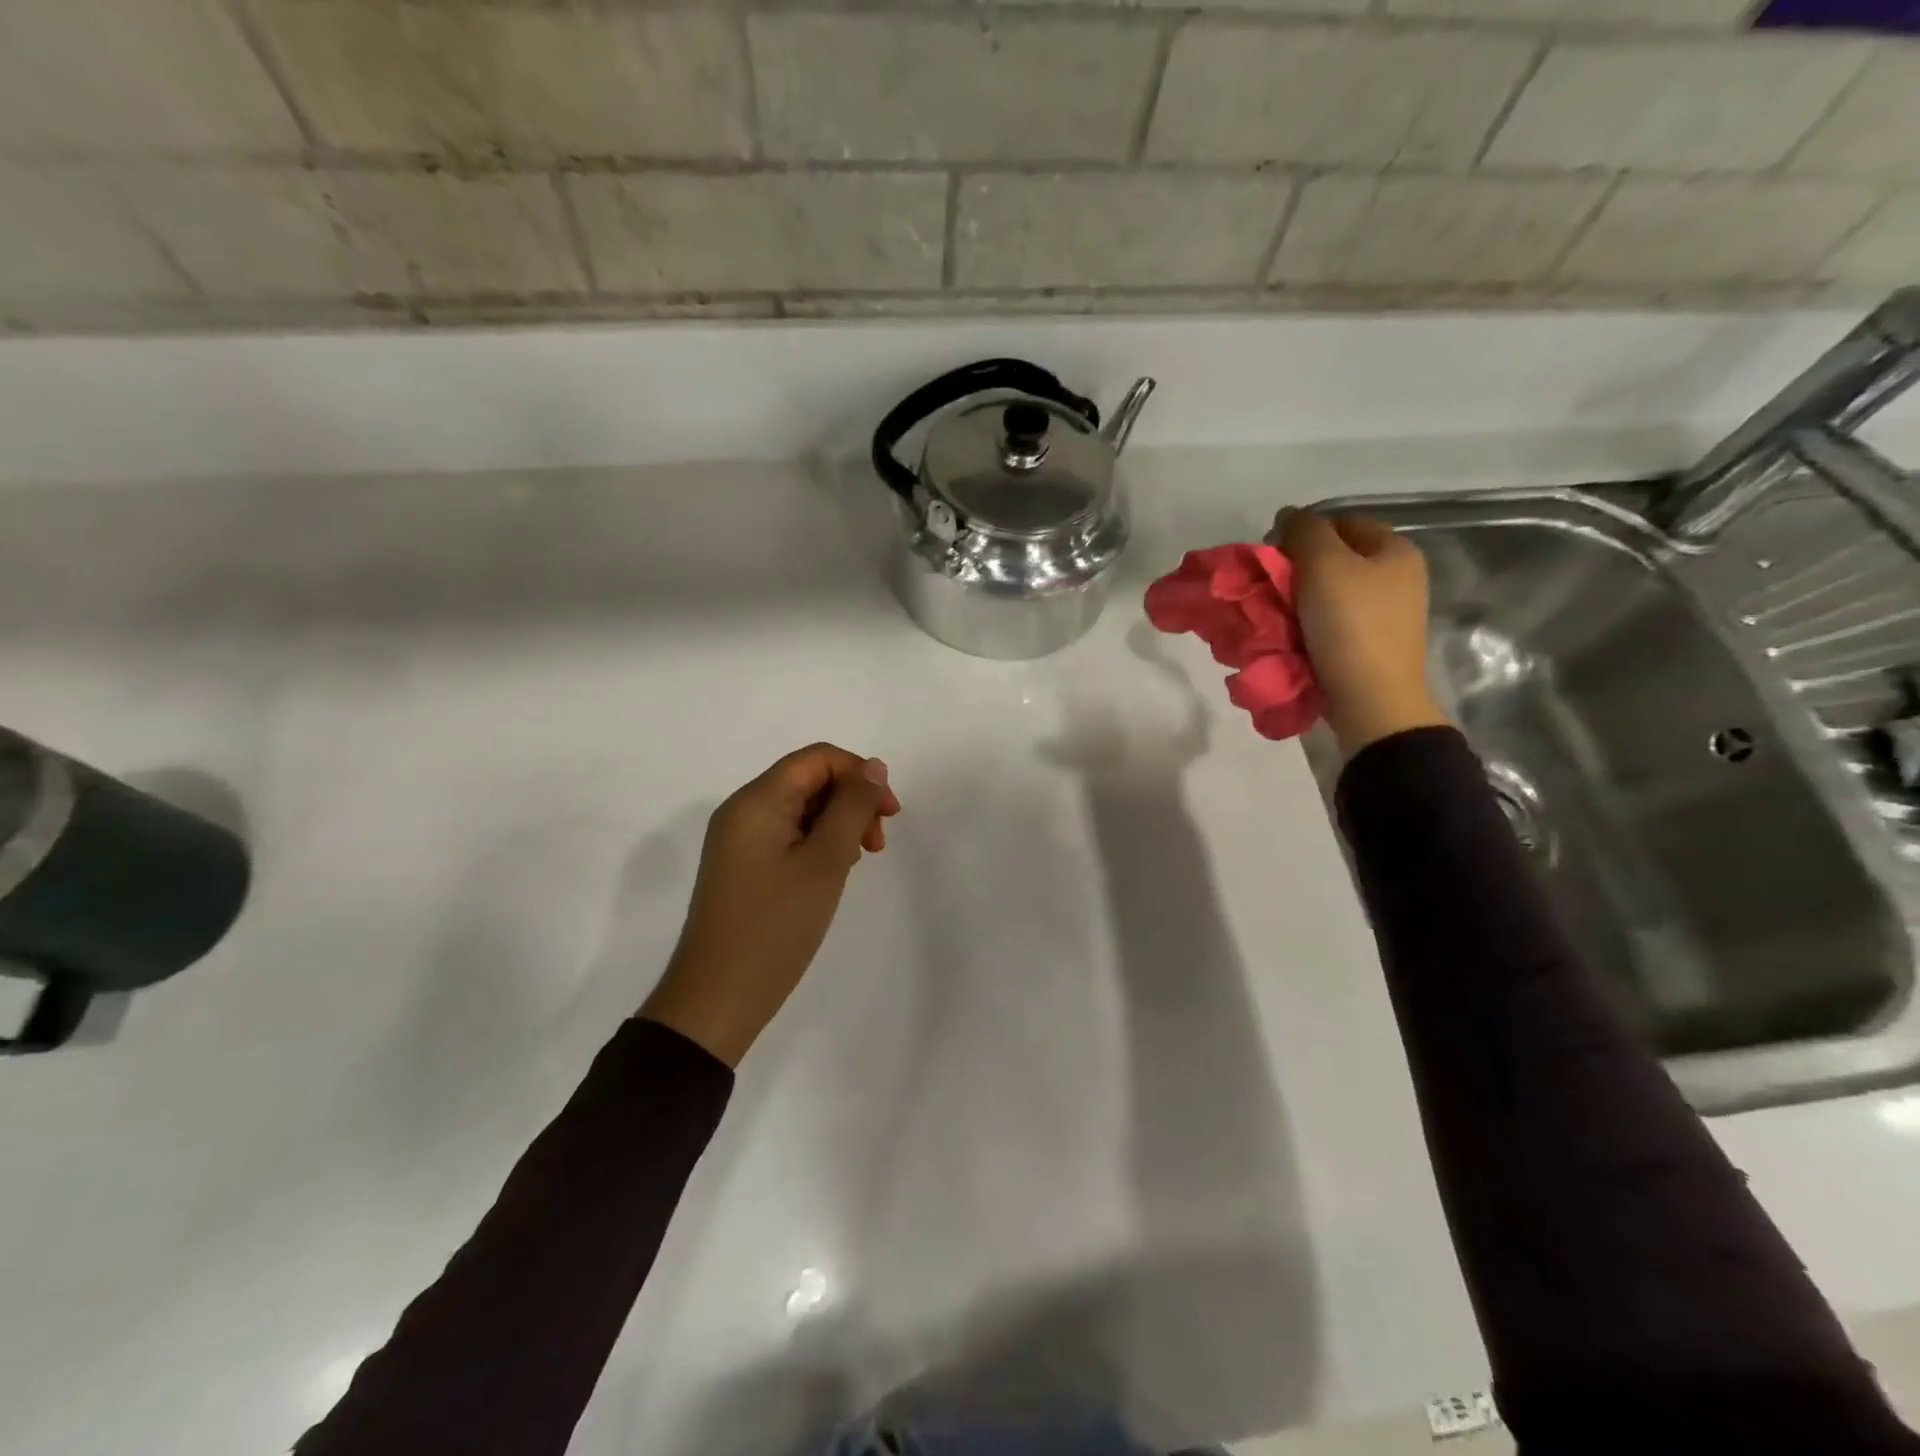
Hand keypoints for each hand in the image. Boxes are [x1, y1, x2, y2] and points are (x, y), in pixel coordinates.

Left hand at [641, 744, 901, 1067]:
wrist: (717, 999)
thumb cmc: (776, 926)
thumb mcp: (825, 861)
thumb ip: (852, 807)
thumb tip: (873, 768)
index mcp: (757, 800)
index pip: (818, 758)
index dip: (860, 774)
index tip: (890, 814)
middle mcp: (742, 810)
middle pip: (809, 780)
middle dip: (851, 801)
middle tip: (877, 843)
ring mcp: (738, 840)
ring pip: (800, 808)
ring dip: (838, 823)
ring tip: (858, 861)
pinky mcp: (741, 867)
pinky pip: (787, 835)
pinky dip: (817, 843)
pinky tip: (832, 872)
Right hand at [1277, 511, 1448, 757]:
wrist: (1371, 700)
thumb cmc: (1350, 625)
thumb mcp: (1324, 564)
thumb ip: (1304, 531)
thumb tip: (1288, 516)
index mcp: (1395, 550)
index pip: (1340, 522)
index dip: (1303, 532)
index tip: (1272, 556)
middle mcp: (1397, 577)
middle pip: (1334, 559)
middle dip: (1297, 569)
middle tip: (1269, 586)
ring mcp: (1386, 614)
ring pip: (1329, 593)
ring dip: (1297, 600)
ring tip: (1274, 614)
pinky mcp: (1370, 645)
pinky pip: (1331, 623)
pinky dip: (1307, 625)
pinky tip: (1290, 635)